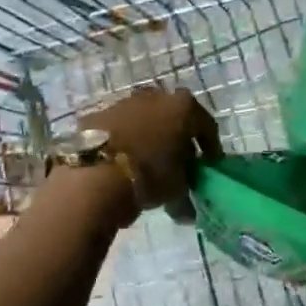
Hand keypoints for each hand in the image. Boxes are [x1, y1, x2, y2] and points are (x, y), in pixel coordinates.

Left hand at [80, 86, 219, 213]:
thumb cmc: (149, 176)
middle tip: (178, 162)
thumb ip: (185, 188)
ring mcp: (122, 103)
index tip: (210, 164)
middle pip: (172, 117)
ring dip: (148, 136)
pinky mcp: (96, 115)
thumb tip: (186, 209)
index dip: (210, 146)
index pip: (206, 125)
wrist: (95, 175)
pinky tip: (119, 162)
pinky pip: (117, 129)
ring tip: (145, 164)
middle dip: (177, 137)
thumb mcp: (177, 187)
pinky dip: (122, 141)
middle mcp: (154, 96)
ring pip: (142, 120)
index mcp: (183, 107)